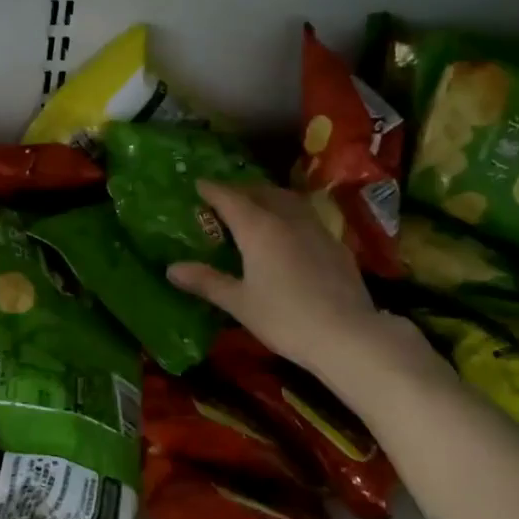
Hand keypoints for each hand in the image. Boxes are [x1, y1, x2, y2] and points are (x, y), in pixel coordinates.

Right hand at [168, 180, 423, 385]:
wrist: (347, 334)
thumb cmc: (284, 318)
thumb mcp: (239, 303)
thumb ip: (206, 281)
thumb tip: (172, 268)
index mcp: (259, 228)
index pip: (230, 198)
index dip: (212, 189)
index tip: (198, 184)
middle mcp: (287, 219)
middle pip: (261, 192)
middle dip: (240, 190)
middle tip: (224, 198)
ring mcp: (316, 229)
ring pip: (288, 200)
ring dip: (268, 197)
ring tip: (256, 208)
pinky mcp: (335, 245)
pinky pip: (307, 217)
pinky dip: (289, 215)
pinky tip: (289, 234)